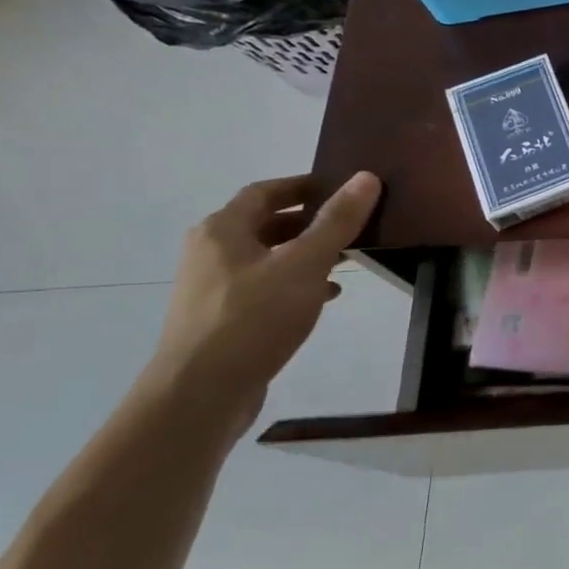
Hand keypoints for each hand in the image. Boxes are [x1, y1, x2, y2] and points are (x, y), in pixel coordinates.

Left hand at [141, 173, 381, 432]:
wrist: (202, 391)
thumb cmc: (254, 317)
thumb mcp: (305, 264)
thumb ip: (337, 221)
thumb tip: (366, 177)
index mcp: (223, 230)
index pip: (265, 192)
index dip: (304, 186)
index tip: (342, 187)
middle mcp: (211, 252)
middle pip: (265, 223)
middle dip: (309, 221)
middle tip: (352, 224)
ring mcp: (212, 287)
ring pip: (267, 257)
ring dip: (305, 253)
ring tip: (346, 260)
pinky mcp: (222, 317)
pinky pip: (264, 286)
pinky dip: (295, 282)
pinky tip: (324, 296)